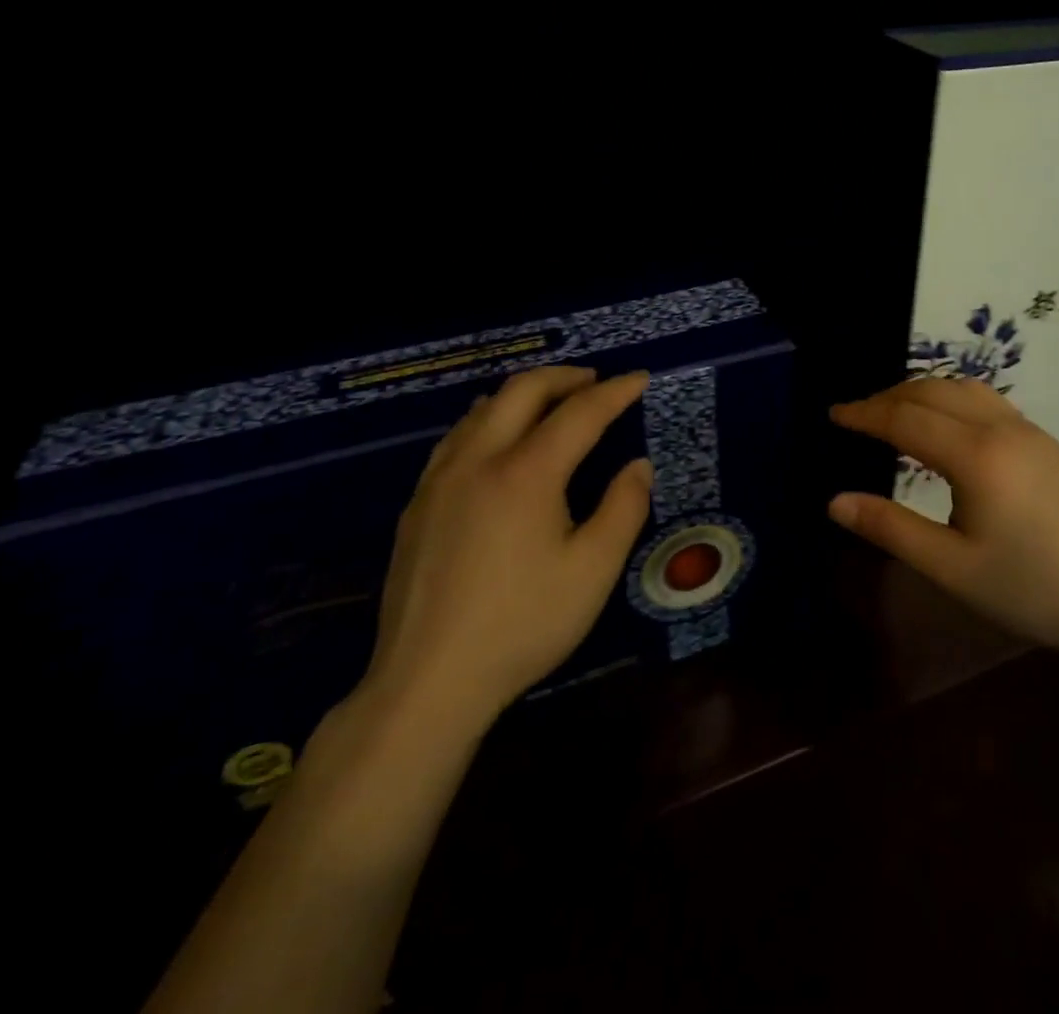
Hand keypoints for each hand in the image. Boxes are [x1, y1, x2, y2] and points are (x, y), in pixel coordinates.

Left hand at [360, 366, 653, 732]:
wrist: (428, 681)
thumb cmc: (523, 624)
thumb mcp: (593, 571)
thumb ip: (623, 508)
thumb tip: (637, 466)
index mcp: (526, 472)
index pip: (580, 412)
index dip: (616, 392)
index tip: (641, 379)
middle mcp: (479, 460)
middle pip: (522, 391)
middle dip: (565, 377)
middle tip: (596, 382)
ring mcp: (440, 480)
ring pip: (482, 409)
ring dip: (524, 394)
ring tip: (552, 403)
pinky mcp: (418, 504)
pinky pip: (457, 437)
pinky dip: (489, 419)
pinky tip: (497, 441)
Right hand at [828, 378, 1058, 657]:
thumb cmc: (1028, 590)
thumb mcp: (951, 568)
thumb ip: (890, 528)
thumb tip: (835, 501)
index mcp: (976, 456)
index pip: (906, 418)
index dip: (865, 414)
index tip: (834, 414)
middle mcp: (1003, 429)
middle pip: (934, 391)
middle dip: (889, 396)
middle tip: (857, 415)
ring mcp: (1030, 431)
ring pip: (965, 389)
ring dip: (923, 391)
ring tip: (894, 411)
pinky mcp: (1047, 441)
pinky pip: (988, 401)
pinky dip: (952, 399)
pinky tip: (946, 425)